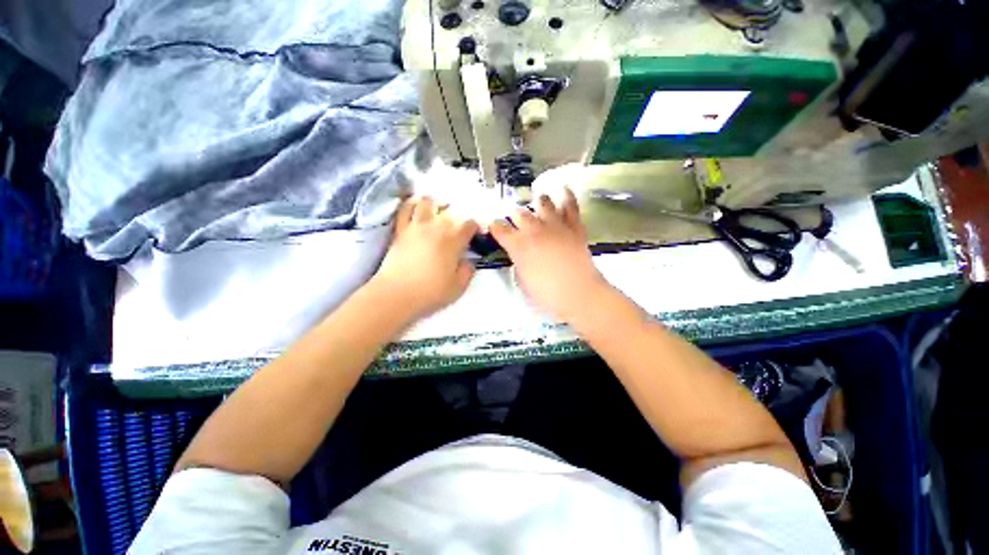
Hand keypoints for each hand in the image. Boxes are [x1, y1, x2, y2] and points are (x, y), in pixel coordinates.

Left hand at [373, 197, 479, 319]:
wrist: (396, 294)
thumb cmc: (430, 291)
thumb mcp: (458, 287)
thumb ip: (468, 271)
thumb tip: (468, 261)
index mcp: (453, 240)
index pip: (469, 224)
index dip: (475, 227)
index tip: (476, 235)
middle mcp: (436, 227)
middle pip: (451, 211)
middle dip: (459, 217)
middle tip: (459, 228)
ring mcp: (416, 226)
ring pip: (427, 202)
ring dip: (436, 204)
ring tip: (439, 212)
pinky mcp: (401, 230)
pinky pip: (405, 209)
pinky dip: (412, 204)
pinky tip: (417, 207)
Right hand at [490, 187, 609, 323]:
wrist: (579, 293)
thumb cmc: (547, 294)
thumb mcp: (522, 281)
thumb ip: (517, 262)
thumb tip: (518, 254)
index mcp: (517, 244)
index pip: (498, 227)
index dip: (494, 227)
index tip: (495, 229)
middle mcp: (533, 229)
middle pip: (518, 212)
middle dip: (514, 217)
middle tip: (517, 225)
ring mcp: (555, 224)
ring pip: (541, 201)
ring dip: (536, 204)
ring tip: (536, 208)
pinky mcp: (573, 225)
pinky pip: (570, 204)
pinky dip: (566, 195)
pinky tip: (562, 188)